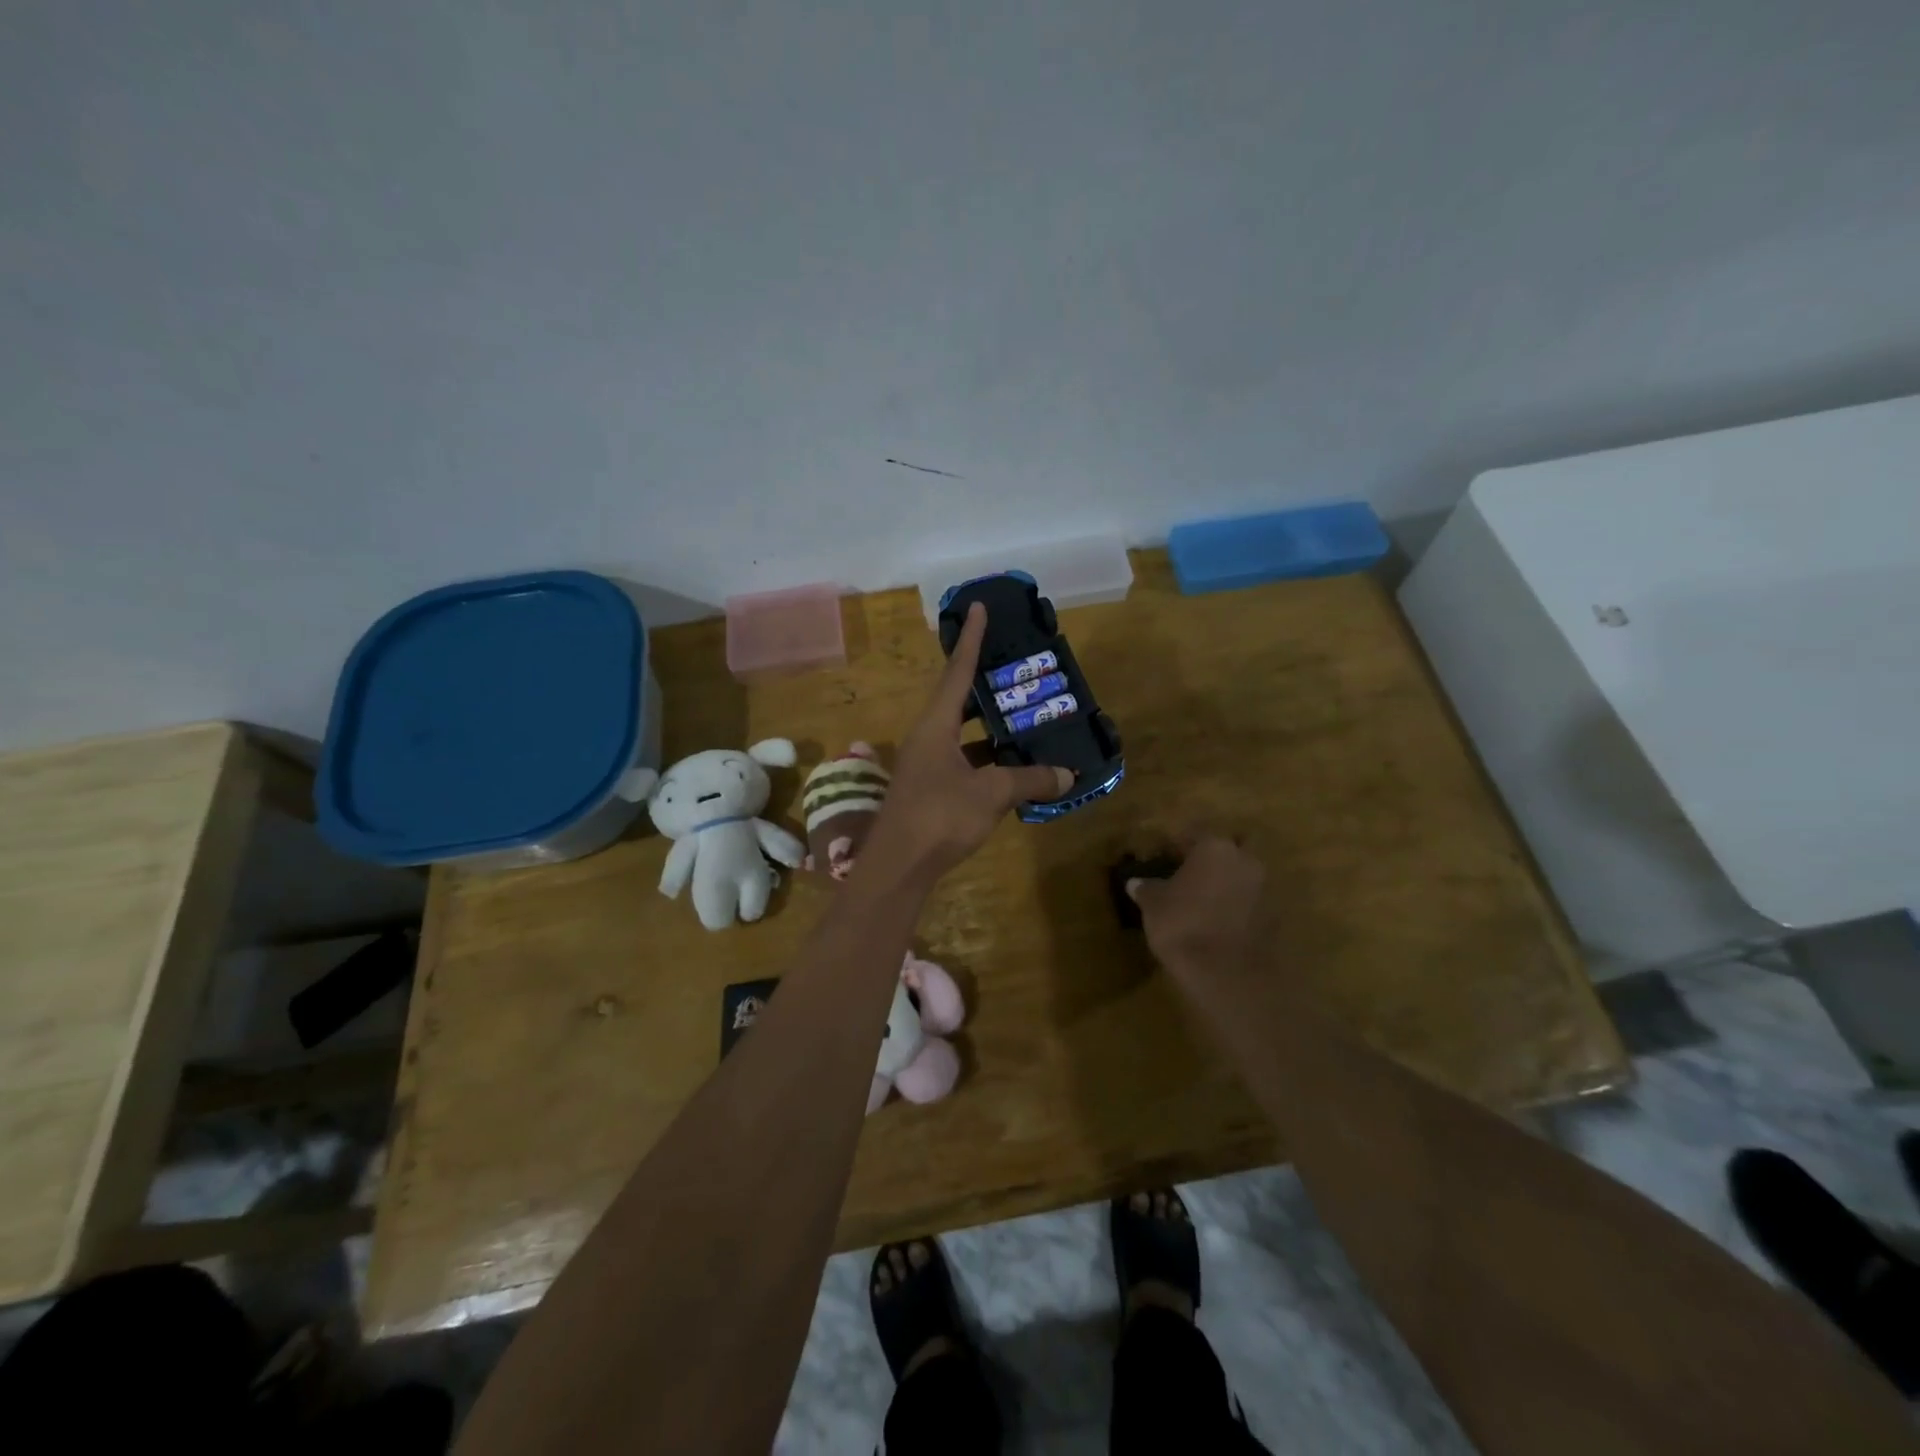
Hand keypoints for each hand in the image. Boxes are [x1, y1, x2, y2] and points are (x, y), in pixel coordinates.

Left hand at [864, 603, 1072, 880]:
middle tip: (1017, 670)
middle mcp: (928, 738)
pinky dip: (988, 759)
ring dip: (991, 727)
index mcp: (936, 725)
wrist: (898, 866)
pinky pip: (964, 761)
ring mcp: (927, 765)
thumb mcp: (991, 794)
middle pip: (959, 700)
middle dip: (987, 685)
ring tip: (1025, 718)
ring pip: (963, 735)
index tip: (978, 607)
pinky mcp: (930, 790)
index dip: (971, 639)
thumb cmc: (940, 816)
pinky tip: (1013, 766)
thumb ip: (1029, 780)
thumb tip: (1067, 774)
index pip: (957, 671)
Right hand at [1125, 836, 1266, 977]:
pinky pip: (1250, 903)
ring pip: (1241, 876)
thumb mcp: (1153, 905)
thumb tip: (1135, 883)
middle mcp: (1244, 860)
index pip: (1194, 833)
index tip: (1164, 854)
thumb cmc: (1183, 925)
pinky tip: (1217, 922)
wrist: (1228, 974)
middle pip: (1227, 851)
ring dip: (1226, 884)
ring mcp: (1264, 889)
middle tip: (1189, 874)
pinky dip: (1236, 908)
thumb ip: (1146, 889)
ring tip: (1202, 901)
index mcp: (1214, 847)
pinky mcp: (1273, 918)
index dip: (1177, 843)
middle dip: (1211, 860)